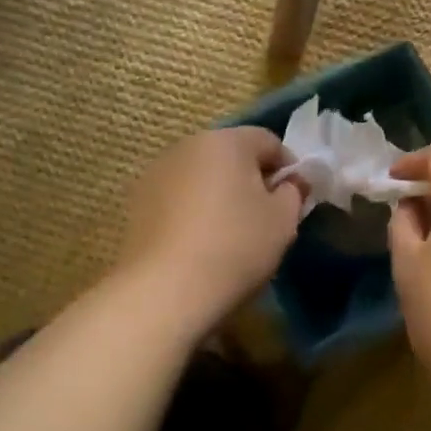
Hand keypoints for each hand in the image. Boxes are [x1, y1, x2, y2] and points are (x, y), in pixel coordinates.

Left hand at [119, 126, 304, 318]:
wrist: (164, 290)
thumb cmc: (235, 246)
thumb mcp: (282, 220)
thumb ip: (293, 192)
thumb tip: (290, 182)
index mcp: (226, 140)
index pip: (268, 141)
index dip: (288, 168)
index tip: (294, 199)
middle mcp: (187, 145)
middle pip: (231, 154)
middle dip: (251, 178)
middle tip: (265, 216)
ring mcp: (156, 172)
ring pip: (202, 175)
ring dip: (219, 193)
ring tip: (229, 232)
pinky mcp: (137, 202)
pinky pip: (177, 197)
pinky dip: (192, 210)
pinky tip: (198, 243)